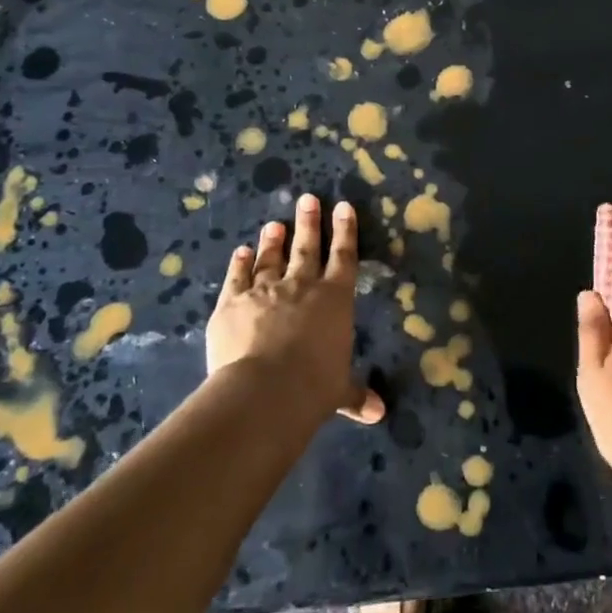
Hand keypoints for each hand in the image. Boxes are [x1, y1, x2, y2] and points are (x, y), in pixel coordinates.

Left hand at [207, 194, 384, 424]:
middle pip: (307, 248)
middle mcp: (302, 286)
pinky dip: (240, 263)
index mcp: (335, 299)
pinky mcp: (232, 302)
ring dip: (274, 240)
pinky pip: (237, 277)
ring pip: (271, 258)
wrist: (265, 390)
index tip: (343, 206)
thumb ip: (355, 394)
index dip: (345, 231)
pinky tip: (242, 251)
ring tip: (275, 223)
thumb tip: (378, 413)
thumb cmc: (314, 387)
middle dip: (309, 223)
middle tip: (307, 199)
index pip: (344, 257)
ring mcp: (265, 290)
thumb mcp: (339, 390)